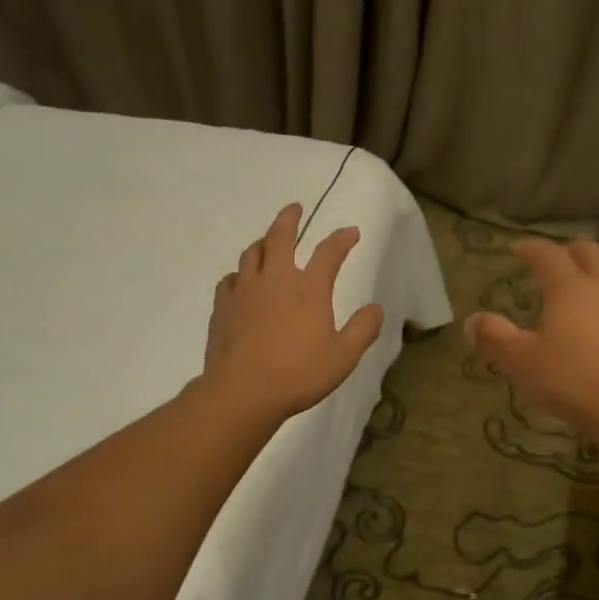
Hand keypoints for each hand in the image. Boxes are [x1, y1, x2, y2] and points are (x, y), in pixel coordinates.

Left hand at [202, 202, 384, 418]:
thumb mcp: (343, 356)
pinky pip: (230, 279)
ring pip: (251, 253)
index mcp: (308, 288)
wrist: (243, 392)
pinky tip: (241, 281)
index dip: (342, 239)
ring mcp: (244, 291)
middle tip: (295, 208)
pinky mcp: (223, 307)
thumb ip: (363, 329)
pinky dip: (240, 273)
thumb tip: (376, 308)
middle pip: (279, 236)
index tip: (351, 232)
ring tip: (267, 240)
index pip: (329, 252)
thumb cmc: (299, 374)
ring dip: (263, 241)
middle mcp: (275, 279)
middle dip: (289, 218)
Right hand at [464, 238, 598, 441]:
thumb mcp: (522, 363)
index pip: (548, 255)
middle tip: (554, 262)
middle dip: (568, 251)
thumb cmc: (573, 382)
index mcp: (570, 287)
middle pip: (590, 252)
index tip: (516, 249)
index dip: (530, 248)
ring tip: (589, 280)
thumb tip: (472, 321)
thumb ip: (494, 338)